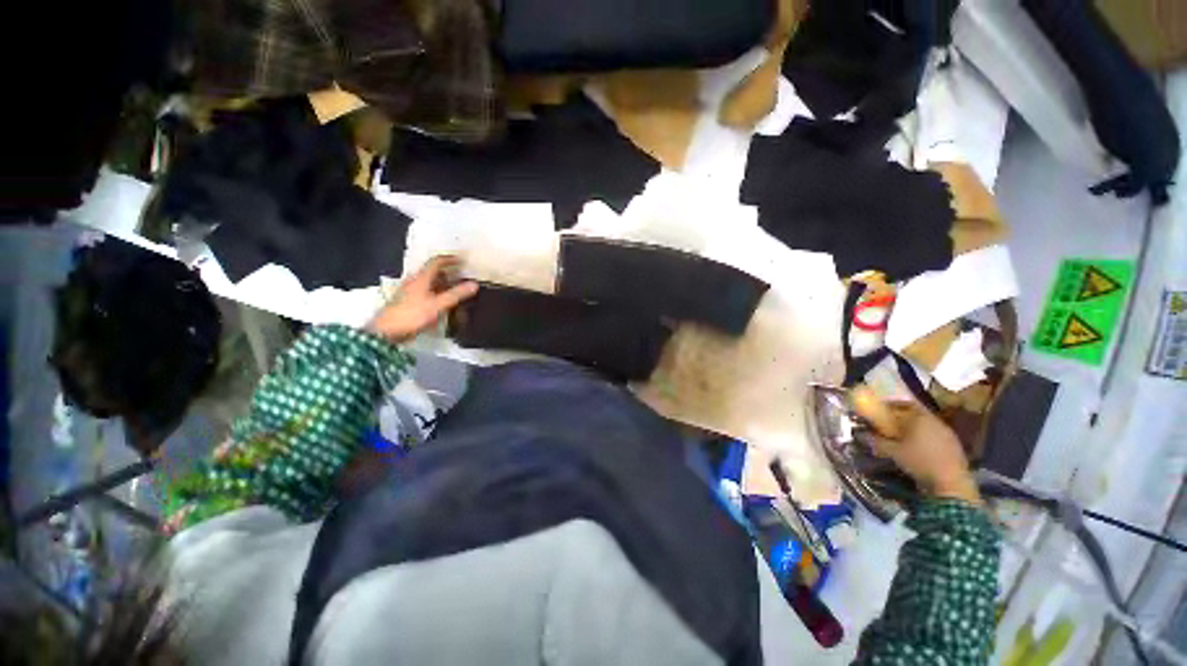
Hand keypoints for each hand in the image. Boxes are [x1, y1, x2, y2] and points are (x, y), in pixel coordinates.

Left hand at [366, 256, 478, 343]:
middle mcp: (414, 281)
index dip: (449, 259)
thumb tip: (474, 284)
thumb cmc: (413, 315)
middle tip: (462, 277)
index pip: (436, 262)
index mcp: (421, 278)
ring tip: (456, 290)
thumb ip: (457, 294)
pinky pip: (425, 292)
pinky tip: (442, 303)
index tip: (462, 261)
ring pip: (429, 282)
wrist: (386, 331)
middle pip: (433, 272)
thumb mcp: (438, 305)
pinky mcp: (407, 301)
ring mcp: (409, 291)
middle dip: (448, 273)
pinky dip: (436, 293)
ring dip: (442, 284)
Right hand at [852, 389, 980, 504]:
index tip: (880, 409)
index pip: (904, 403)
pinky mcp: (954, 445)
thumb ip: (876, 441)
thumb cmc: (920, 461)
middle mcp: (936, 421)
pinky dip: (924, 437)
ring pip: (926, 424)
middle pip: (916, 413)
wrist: (951, 483)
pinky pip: (935, 435)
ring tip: (901, 436)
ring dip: (913, 428)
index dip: (891, 405)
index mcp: (920, 417)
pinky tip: (917, 447)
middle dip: (901, 417)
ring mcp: (948, 433)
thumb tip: (860, 434)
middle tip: (888, 423)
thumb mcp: (893, 452)